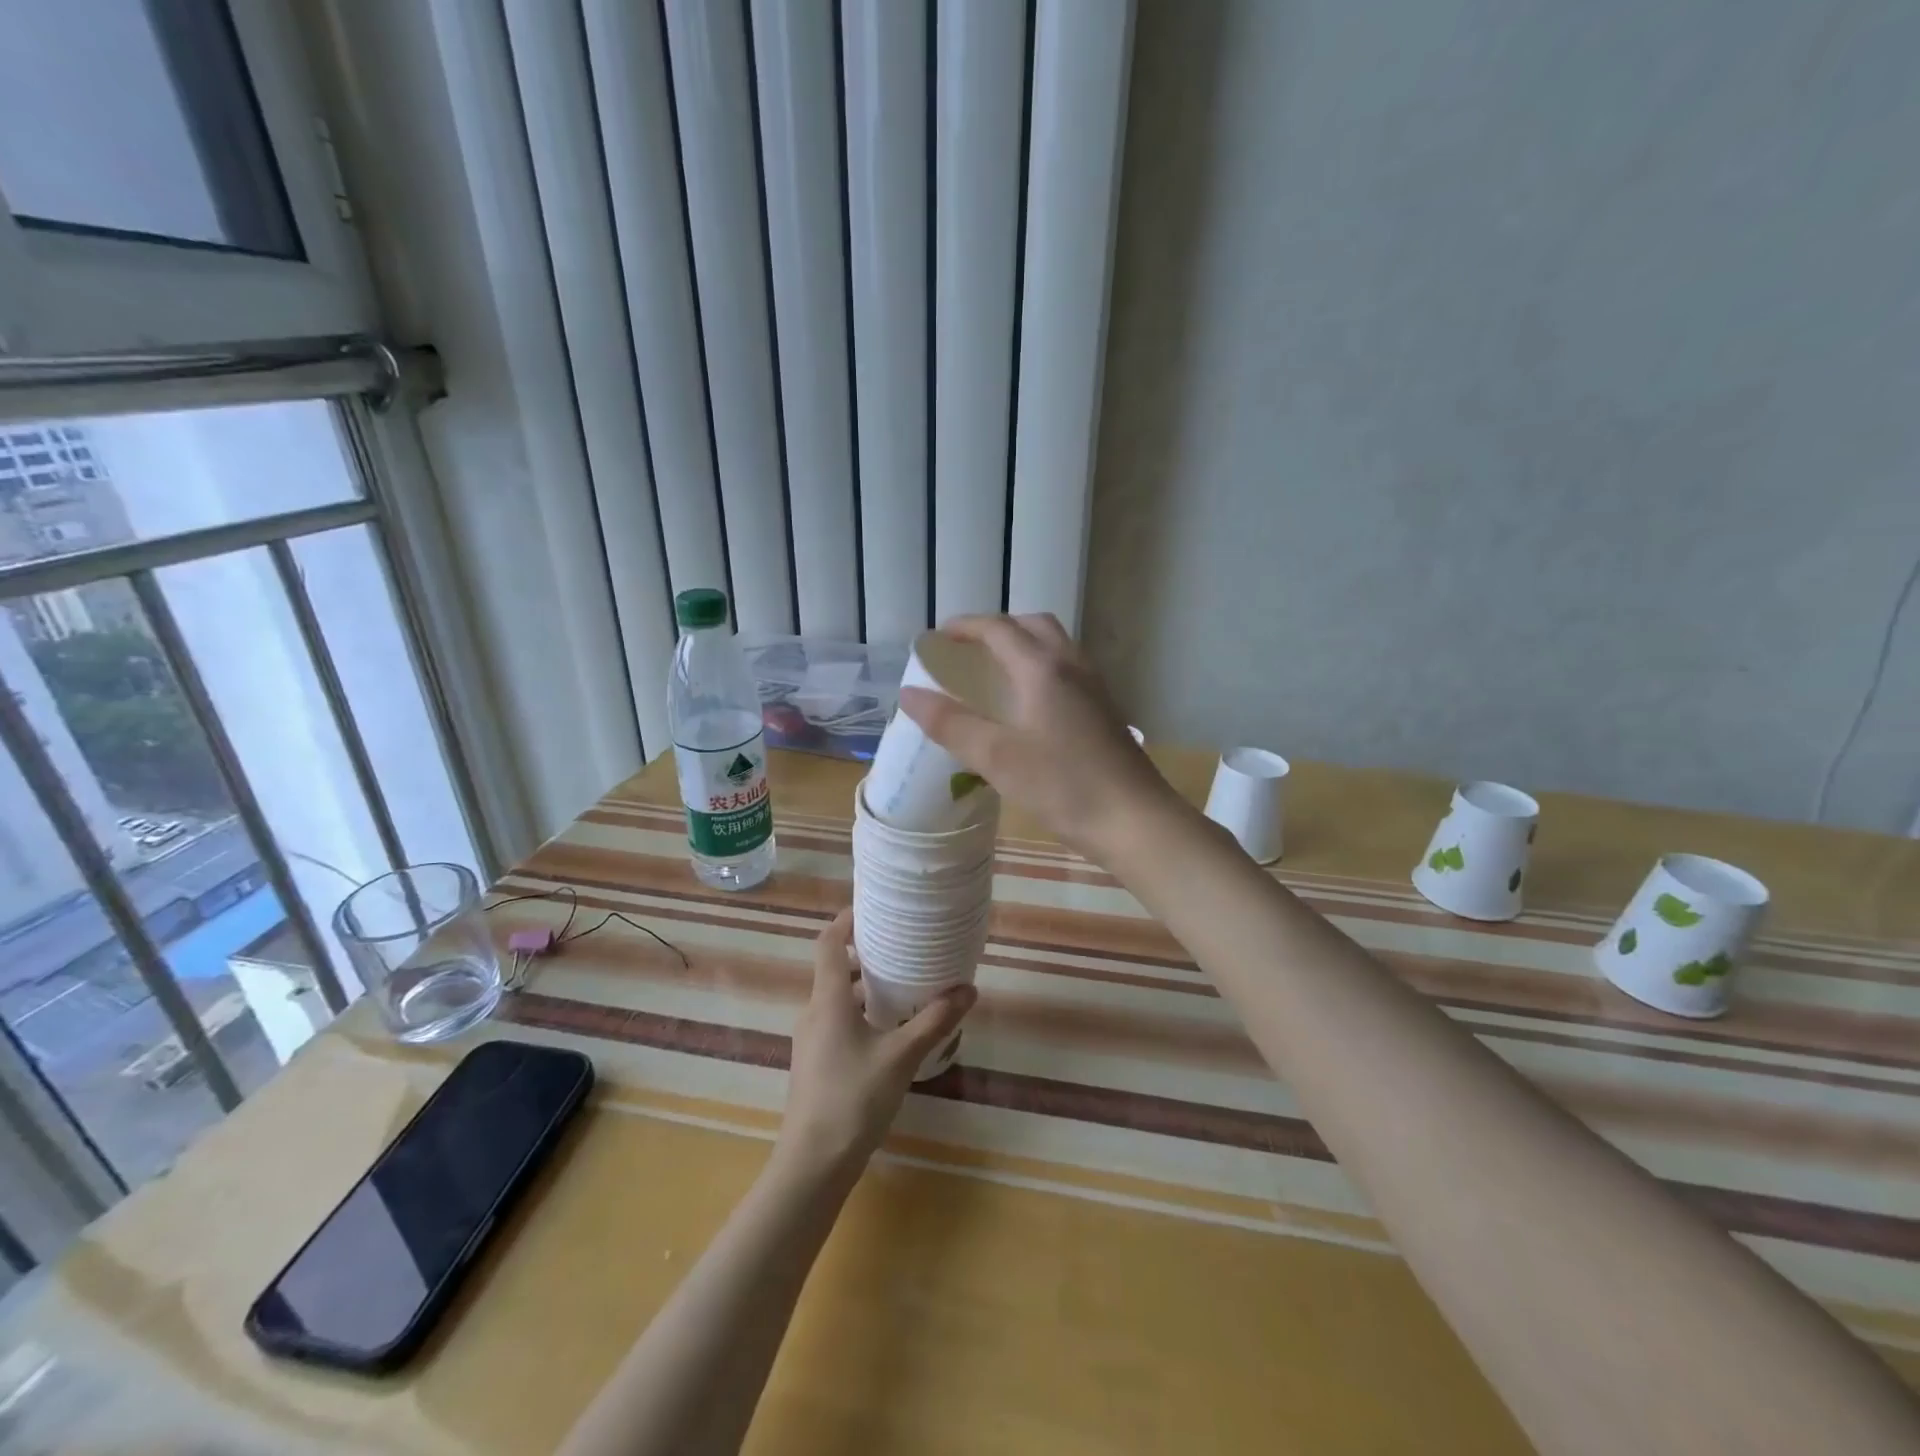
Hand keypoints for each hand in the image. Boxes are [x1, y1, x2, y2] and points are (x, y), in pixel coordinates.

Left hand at [776, 910, 975, 1179]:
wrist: (812, 1164)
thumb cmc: (853, 1099)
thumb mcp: (901, 1057)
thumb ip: (935, 1021)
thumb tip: (968, 989)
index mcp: (828, 1000)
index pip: (829, 943)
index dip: (846, 920)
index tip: (873, 907)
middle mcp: (813, 1012)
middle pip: (834, 967)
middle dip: (864, 952)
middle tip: (901, 944)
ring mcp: (810, 1039)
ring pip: (836, 996)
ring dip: (863, 985)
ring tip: (901, 983)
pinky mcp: (814, 1062)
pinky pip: (836, 1020)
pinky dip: (859, 1011)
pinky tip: (888, 1028)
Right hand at [899, 613, 1180, 860]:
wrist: (1136, 821)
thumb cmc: (1064, 787)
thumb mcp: (997, 758)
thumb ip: (951, 724)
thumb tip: (908, 694)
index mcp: (1042, 669)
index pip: (998, 629)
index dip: (965, 627)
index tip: (938, 637)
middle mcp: (1071, 666)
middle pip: (1033, 626)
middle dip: (997, 629)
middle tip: (968, 650)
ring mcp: (1094, 687)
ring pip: (1055, 646)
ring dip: (1023, 645)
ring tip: (995, 672)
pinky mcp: (1105, 710)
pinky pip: (1067, 670)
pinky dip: (1041, 667)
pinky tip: (1030, 704)